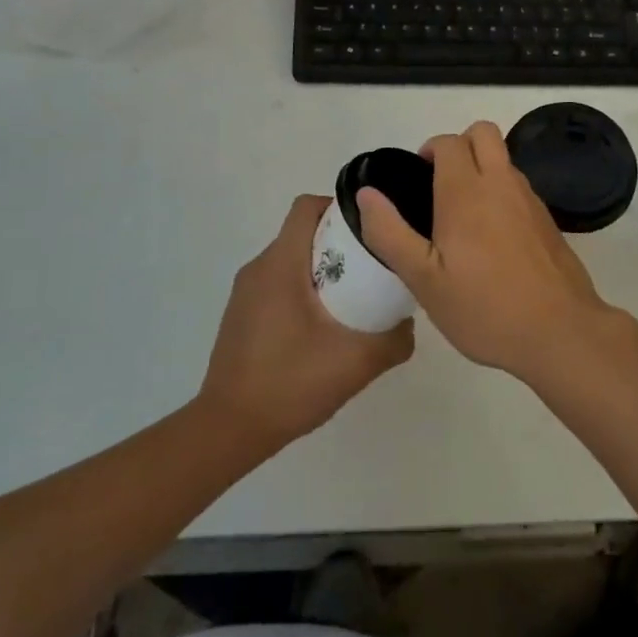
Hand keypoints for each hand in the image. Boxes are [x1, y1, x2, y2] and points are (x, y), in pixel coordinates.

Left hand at [198, 194, 413, 450]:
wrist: (229, 429)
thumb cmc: (290, 383)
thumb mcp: (356, 363)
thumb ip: (393, 340)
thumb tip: (408, 322)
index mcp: (281, 264)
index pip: (307, 207)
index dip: (340, 208)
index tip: (369, 231)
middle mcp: (259, 268)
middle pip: (302, 233)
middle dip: (338, 243)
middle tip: (370, 269)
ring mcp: (245, 293)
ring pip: (291, 260)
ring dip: (321, 270)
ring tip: (352, 301)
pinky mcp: (241, 315)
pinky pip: (278, 285)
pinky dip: (302, 291)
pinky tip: (321, 330)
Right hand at [355, 121, 609, 378]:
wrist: (560, 332)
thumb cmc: (484, 307)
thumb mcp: (423, 280)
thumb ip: (390, 233)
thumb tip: (367, 193)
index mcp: (466, 192)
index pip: (448, 142)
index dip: (429, 151)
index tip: (417, 182)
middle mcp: (501, 183)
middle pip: (483, 132)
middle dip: (459, 145)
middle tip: (440, 186)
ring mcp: (529, 200)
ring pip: (503, 159)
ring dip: (482, 168)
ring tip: (463, 217)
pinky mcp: (548, 220)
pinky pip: (518, 187)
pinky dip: (501, 193)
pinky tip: (493, 240)